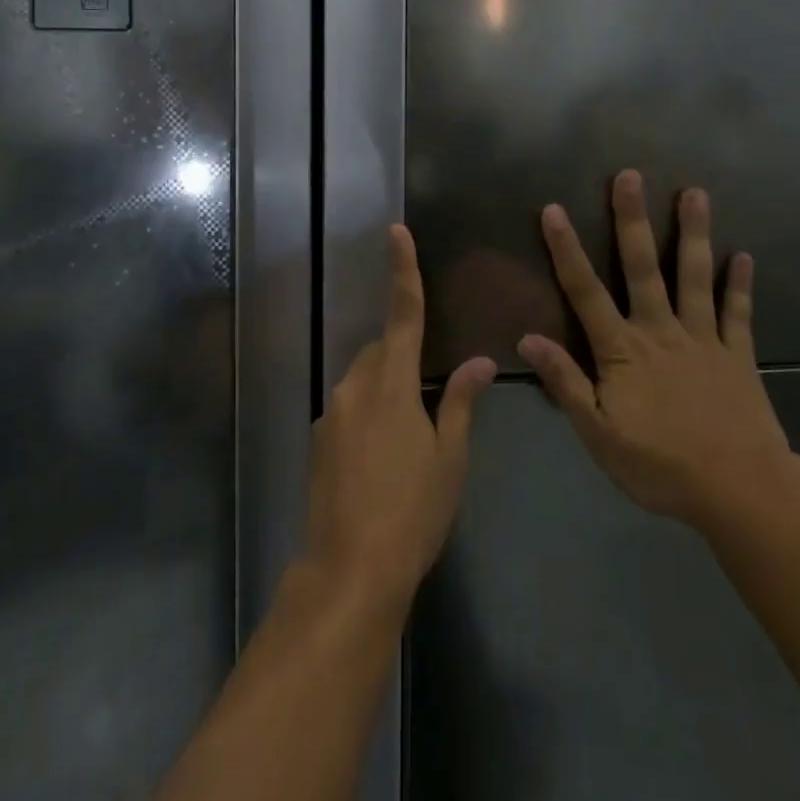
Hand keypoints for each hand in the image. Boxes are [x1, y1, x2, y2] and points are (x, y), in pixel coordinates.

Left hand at [304, 226, 496, 615]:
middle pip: (382, 350)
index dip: (403, 271)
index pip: (403, 314)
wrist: (349, 569)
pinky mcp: (319, 438)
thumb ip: (462, 402)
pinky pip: (350, 407)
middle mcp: (355, 386)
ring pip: (365, 379)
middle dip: (404, 356)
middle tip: (430, 401)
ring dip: (387, 389)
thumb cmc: (412, 511)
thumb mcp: (449, 458)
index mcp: (392, 383)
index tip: (397, 231)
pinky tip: (383, 459)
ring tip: (410, 440)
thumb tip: (480, 361)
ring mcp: (332, 412)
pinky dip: (370, 414)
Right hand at [519, 170, 794, 528]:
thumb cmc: (660, 465)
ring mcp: (703, 339)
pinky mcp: (738, 355)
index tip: (554, 209)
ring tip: (695, 193)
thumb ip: (565, 382)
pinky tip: (744, 256)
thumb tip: (527, 338)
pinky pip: (738, 314)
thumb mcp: (598, 433)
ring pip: (695, 277)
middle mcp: (661, 331)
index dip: (567, 250)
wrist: (740, 490)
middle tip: (630, 176)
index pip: (586, 292)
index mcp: (623, 350)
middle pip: (643, 268)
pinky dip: (740, 284)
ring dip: (694, 234)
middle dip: (632, 221)